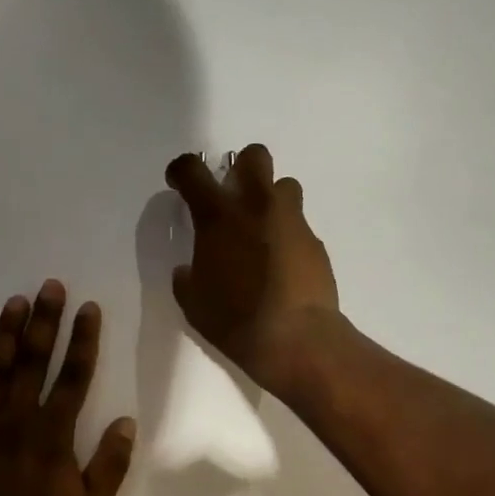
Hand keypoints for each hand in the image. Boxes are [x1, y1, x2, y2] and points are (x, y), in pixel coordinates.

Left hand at [0, 280, 135, 495]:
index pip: (75, 376)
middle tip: (50, 286)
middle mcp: (18, 421)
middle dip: (45, 321)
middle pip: (35, 361)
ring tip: (15, 301)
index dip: (84, 340)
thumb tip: (126, 422)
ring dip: (8, 333)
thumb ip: (110, 464)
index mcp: (54, 435)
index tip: (88, 308)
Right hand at [164, 144, 338, 392]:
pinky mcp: (315, 243)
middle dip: (242, 169)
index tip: (179, 182)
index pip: (192, 171)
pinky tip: (281, 265)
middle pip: (254, 156)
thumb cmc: (235, 320)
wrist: (295, 338)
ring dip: (270, 200)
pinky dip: (287, 236)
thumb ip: (188, 277)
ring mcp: (291, 221)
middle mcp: (257, 207)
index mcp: (218, 216)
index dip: (181, 171)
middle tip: (233, 198)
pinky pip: (298, 226)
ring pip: (284, 186)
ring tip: (262, 231)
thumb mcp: (194, 302)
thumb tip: (190, 269)